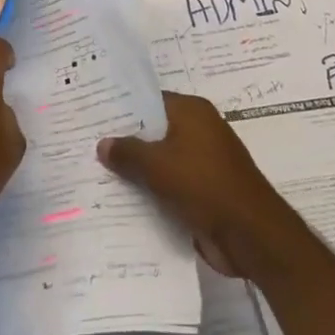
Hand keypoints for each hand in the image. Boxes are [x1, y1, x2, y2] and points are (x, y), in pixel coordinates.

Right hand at [97, 92, 296, 279]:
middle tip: (84, 143)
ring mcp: (202, 162)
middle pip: (153, 131)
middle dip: (124, 140)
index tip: (91, 115)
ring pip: (159, 160)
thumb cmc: (204, 185)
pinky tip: (119, 199)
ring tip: (93, 172)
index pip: (149, 100)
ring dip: (135, 170)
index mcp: (192, 112)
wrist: (251, 235)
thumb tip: (102, 143)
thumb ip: (128, 152)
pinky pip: (168, 184)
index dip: (121, 108)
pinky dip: (149, 191)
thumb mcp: (158, 165)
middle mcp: (199, 131)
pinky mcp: (202, 191)